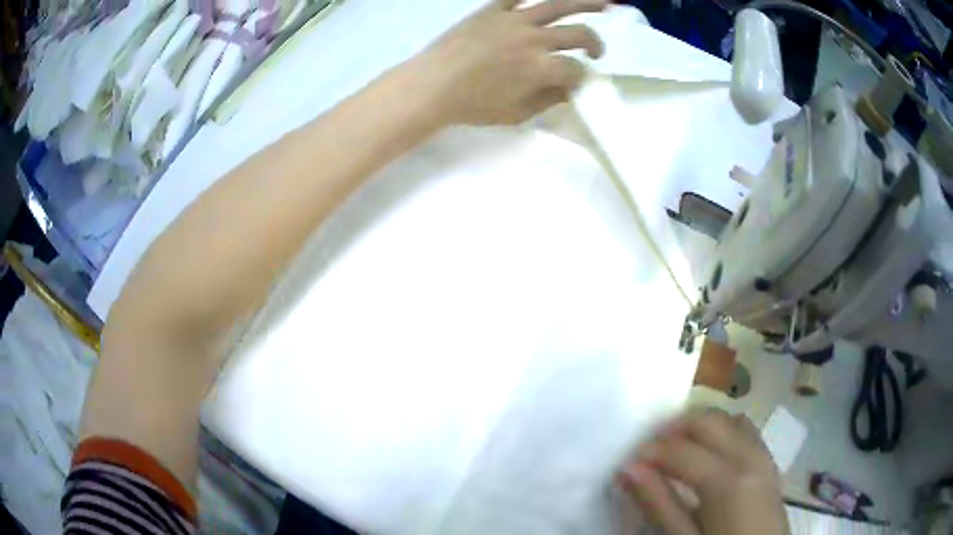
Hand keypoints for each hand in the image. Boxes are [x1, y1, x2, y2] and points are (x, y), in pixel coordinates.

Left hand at [414, 0, 606, 125]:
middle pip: (579, 34)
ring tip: (606, 3)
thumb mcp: (517, 114)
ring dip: (587, 2)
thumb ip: (549, 100)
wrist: (432, 85)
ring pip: (558, 5)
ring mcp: (515, 20)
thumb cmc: (473, 106)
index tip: (576, 83)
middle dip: (595, 44)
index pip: (577, 70)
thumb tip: (569, 89)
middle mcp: (535, 39)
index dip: (582, 78)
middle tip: (596, 51)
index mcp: (542, 68)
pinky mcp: (493, 9)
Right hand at [619, 410, 789, 534]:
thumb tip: (628, 469)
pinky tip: (708, 454)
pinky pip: (745, 430)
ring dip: (698, 426)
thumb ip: (659, 504)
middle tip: (646, 452)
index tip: (625, 463)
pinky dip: (721, 431)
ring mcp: (763, 456)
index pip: (679, 448)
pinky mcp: (769, 462)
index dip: (648, 451)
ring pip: (728, 419)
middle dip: (672, 428)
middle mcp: (748, 456)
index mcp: (727, 480)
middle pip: (707, 420)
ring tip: (674, 451)